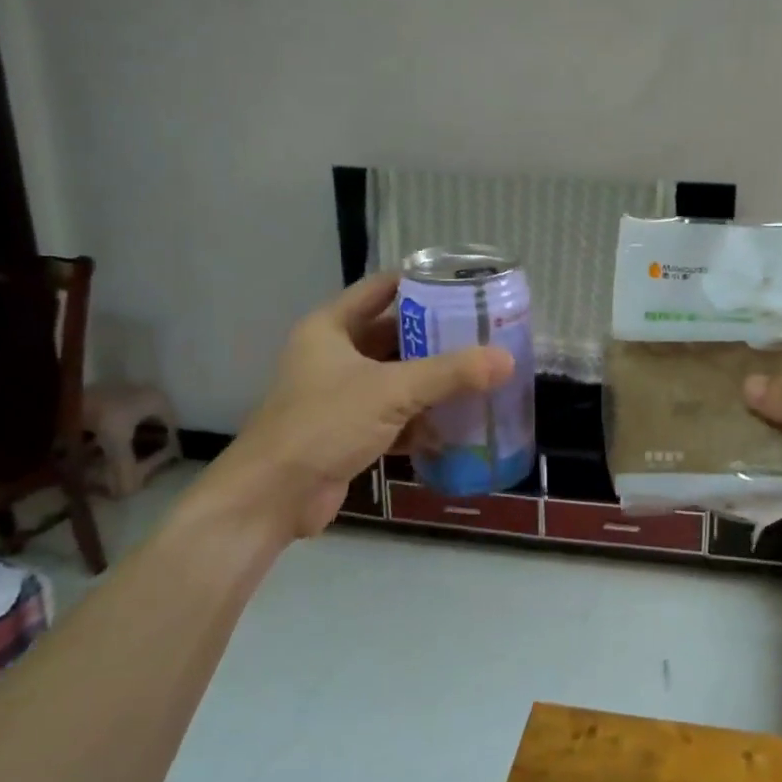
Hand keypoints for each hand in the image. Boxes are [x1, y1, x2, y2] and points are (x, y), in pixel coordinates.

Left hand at [195, 274, 513, 543]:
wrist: (273, 498)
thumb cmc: (325, 424)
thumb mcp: (391, 390)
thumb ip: (451, 373)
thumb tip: (507, 359)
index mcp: (331, 328)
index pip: (380, 289)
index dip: (420, 283)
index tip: (464, 284)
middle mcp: (334, 356)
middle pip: (393, 335)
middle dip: (436, 337)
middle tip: (483, 332)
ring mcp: (341, 396)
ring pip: (397, 378)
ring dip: (433, 381)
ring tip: (481, 373)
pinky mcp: (349, 432)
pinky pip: (395, 416)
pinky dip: (423, 419)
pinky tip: (458, 423)